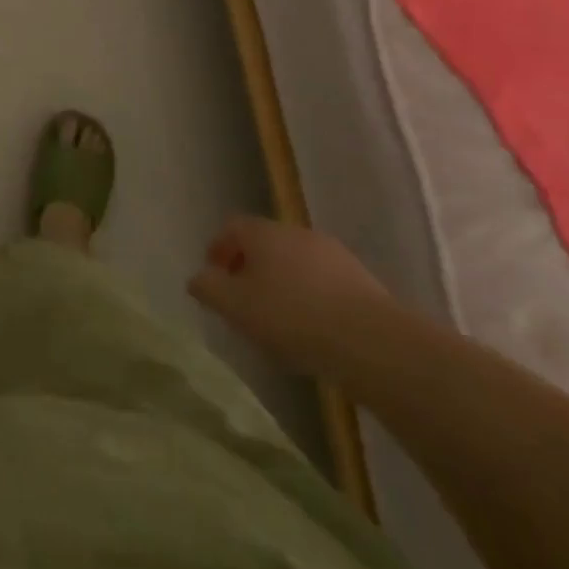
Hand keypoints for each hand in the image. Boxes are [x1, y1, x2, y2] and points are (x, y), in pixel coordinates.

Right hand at [188, 215, 391, 369]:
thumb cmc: (291, 317)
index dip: (218, 249)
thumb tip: (198, 278)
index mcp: (263, 232)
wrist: (370, 340)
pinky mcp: (360, 280)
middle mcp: (296, 232)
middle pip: (265, 243)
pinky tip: (313, 329)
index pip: (232, 227)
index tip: (214, 279)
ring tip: (278, 321)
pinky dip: (311, 298)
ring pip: (295, 263)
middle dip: (250, 268)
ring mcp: (332, 253)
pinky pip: (323, 283)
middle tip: (243, 301)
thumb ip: (209, 288)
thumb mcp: (235, 306)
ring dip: (282, 283)